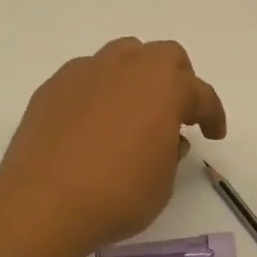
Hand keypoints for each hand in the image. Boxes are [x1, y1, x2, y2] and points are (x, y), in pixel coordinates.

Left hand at [0, 38, 227, 254]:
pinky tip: (93, 122)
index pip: (200, 93)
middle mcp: (128, 66)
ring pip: (123, 55)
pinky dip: (100, 91)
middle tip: (176, 111)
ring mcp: (87, 70)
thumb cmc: (116, 194)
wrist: (42, 201)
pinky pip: (88, 77)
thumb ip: (170, 152)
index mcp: (164, 85)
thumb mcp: (162, 182)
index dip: (212, 114)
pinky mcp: (54, 85)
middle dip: (177, 79)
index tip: (213, 133)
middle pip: (164, 56)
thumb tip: (164, 137)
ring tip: (133, 109)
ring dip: (137, 76)